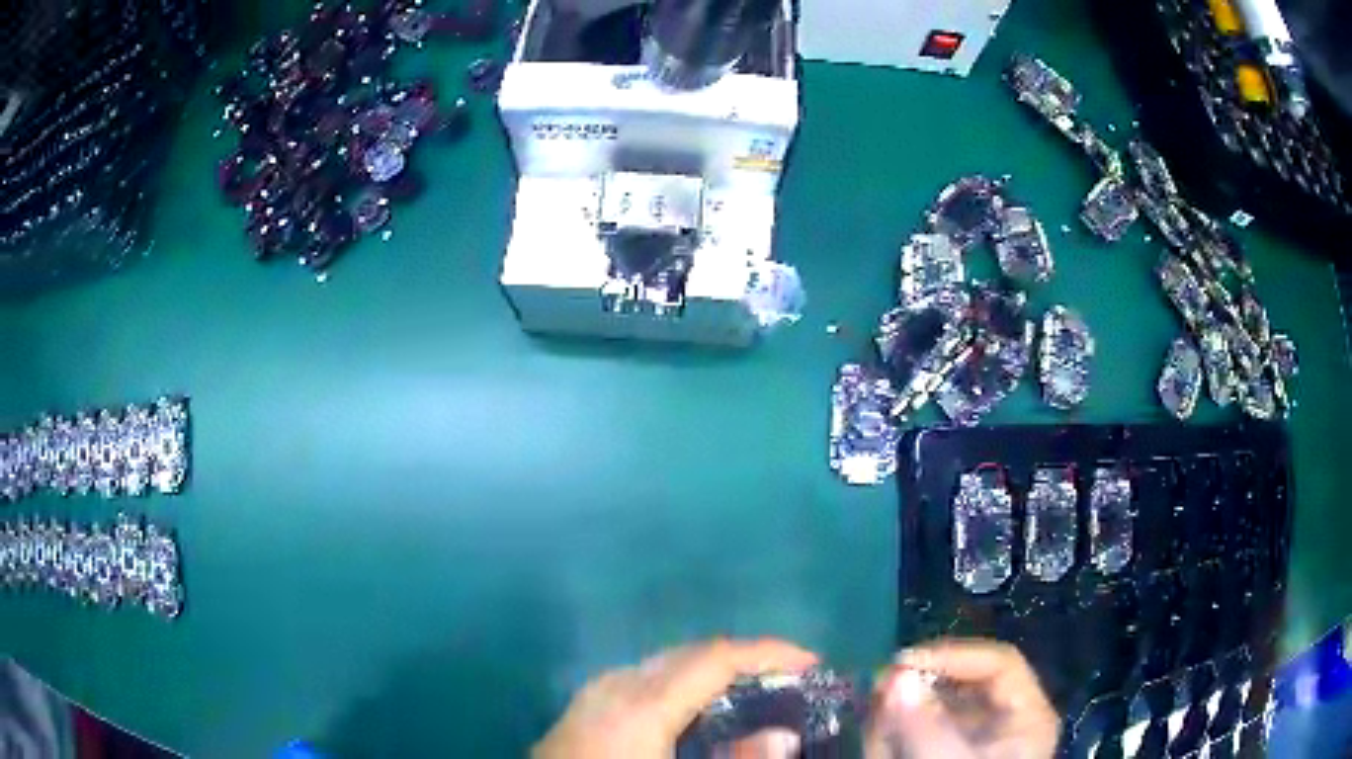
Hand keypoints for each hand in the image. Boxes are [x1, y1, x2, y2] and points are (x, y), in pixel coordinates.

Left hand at [533, 638, 818, 758]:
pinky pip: (636, 684)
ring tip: (746, 694)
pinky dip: (674, 688)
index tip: (811, 663)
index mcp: (640, 704)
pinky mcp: (576, 715)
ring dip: (706, 673)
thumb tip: (782, 734)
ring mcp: (588, 699)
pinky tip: (684, 716)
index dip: (768, 652)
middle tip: (785, 681)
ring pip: (659, 667)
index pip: (714, 657)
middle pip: (686, 655)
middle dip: (740, 660)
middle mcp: (613, 688)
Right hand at [864, 639, 1058, 758]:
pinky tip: (880, 737)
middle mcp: (1006, 720)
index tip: (903, 662)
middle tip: (878, 689)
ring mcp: (978, 739)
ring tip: (875, 719)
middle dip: (920, 686)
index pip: (999, 664)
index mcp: (1027, 716)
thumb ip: (924, 725)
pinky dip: (897, 732)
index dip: (953, 655)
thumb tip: (896, 676)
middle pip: (966, 683)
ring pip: (939, 706)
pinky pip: (923, 730)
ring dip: (903, 709)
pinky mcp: (951, 752)